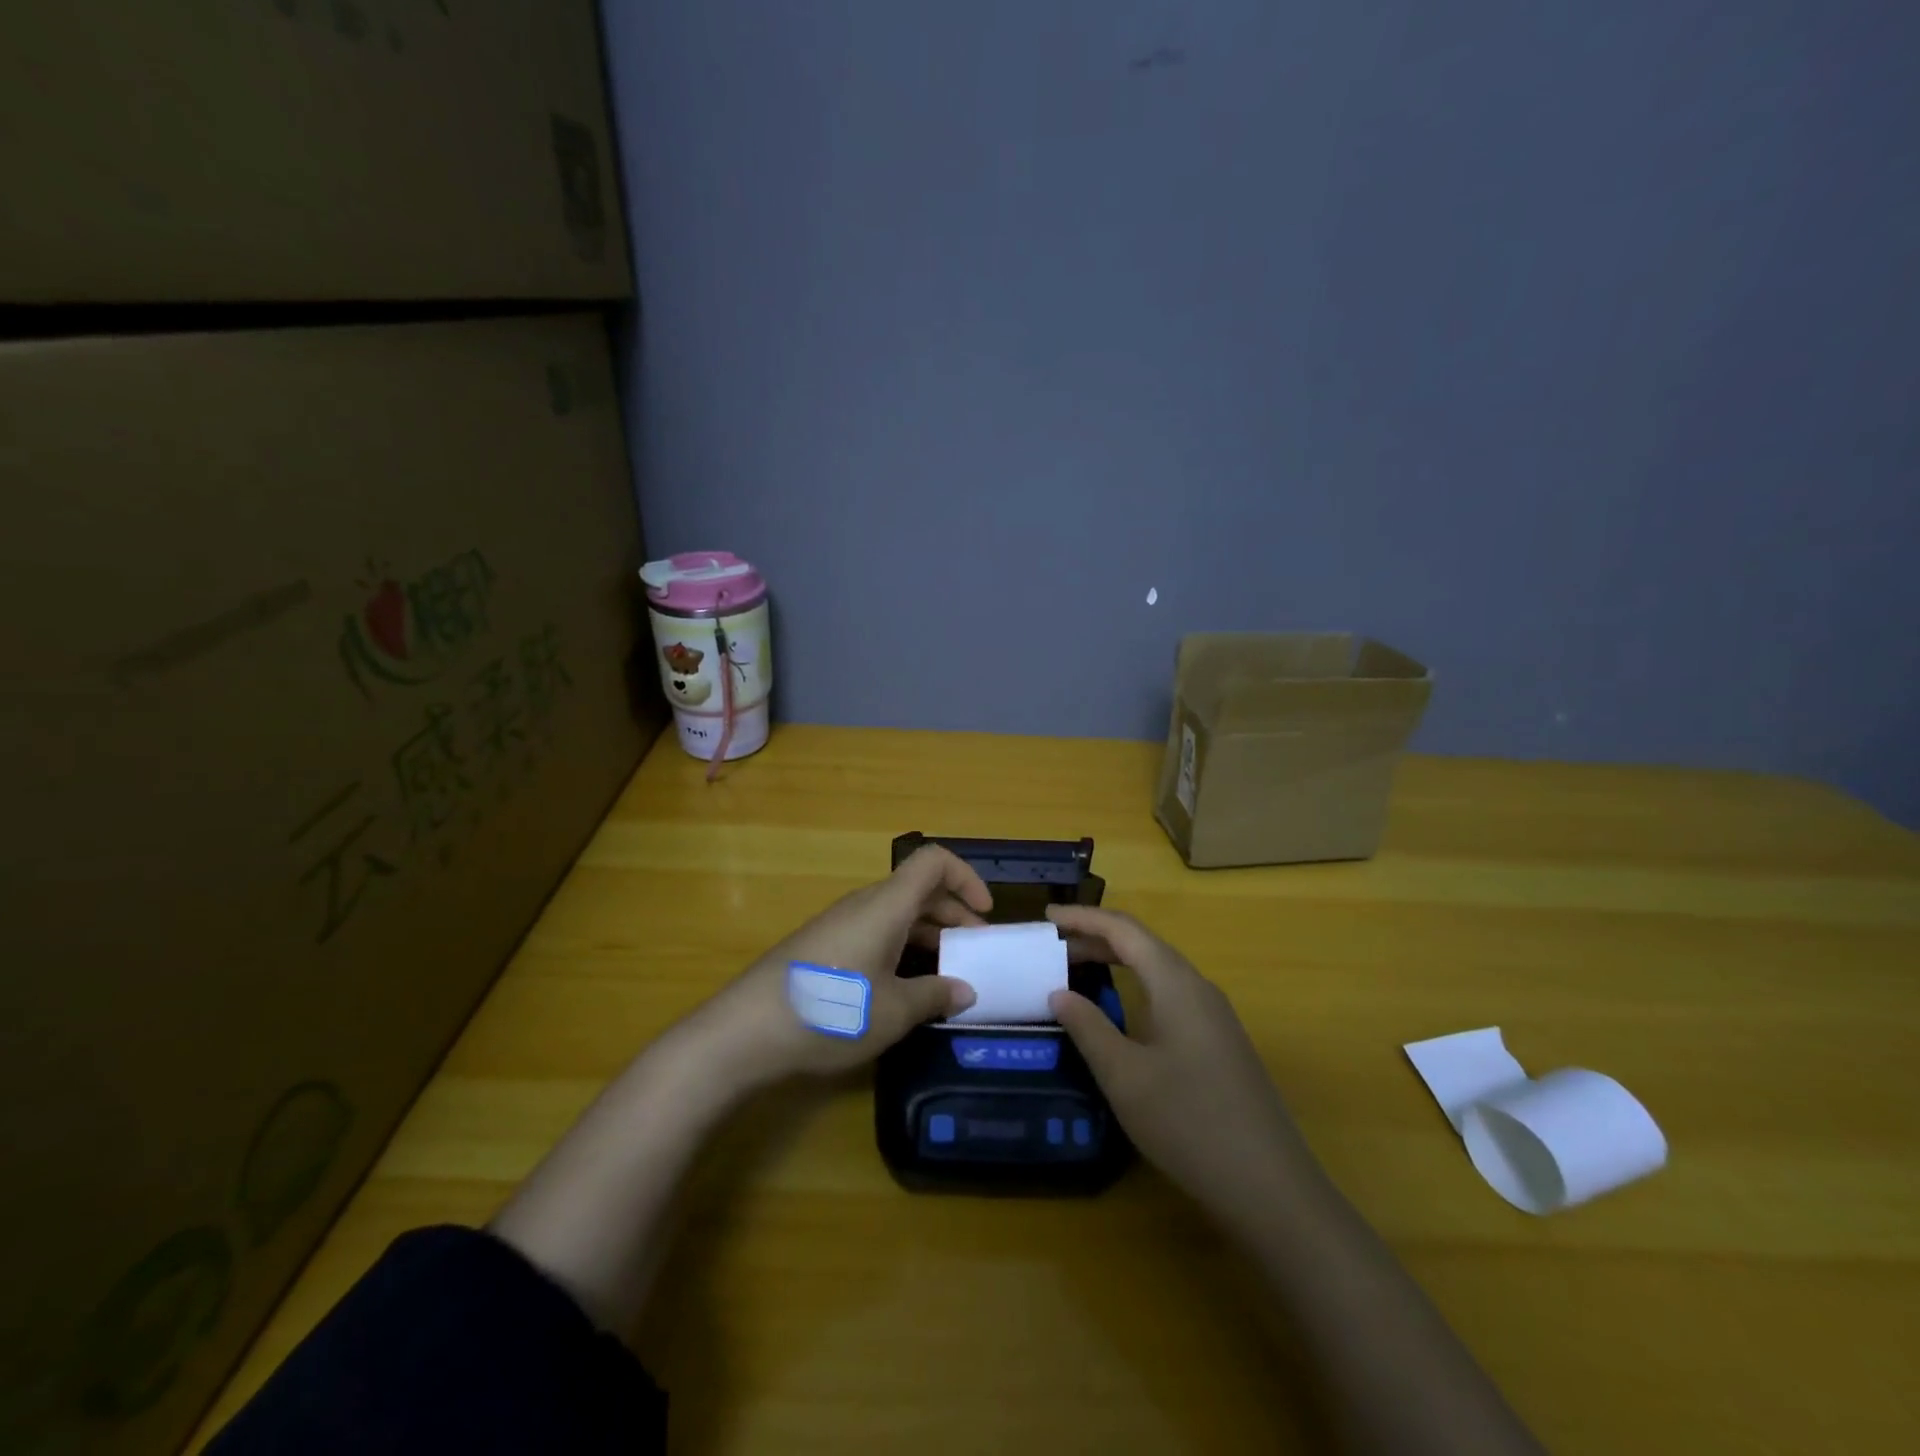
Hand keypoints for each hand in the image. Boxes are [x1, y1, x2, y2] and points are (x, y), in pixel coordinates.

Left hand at [702, 845, 988, 1078]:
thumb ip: (934, 995)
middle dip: (953, 912)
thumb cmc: (829, 1012)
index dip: (966, 877)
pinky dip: (900, 946)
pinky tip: (902, 985)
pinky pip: (874, 930)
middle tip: (975, 950)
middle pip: (917, 889)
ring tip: (947, 972)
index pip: (933, 862)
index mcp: (886, 906)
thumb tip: (965, 989)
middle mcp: (864, 904)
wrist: (744, 1031)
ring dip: (927, 933)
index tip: (985, 914)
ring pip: (896, 912)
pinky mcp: (822, 945)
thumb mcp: (893, 1011)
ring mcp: (839, 924)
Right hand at [1045, 905, 1312, 1224]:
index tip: (1047, 917)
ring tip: (1078, 969)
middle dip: (1097, 938)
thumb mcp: (1124, 1076)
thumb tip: (1059, 993)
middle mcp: (1198, 988)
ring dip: (1117, 961)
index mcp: (1176, 983)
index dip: (1084, 918)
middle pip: (1143, 945)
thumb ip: (1088, 1028)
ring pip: (1158, 970)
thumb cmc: (1188, 1122)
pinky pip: (1170, 994)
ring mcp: (1214, 1016)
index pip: (1124, 930)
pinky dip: (1137, 986)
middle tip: (1054, 945)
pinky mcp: (1220, 1043)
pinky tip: (1121, 1012)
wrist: (1270, 1187)